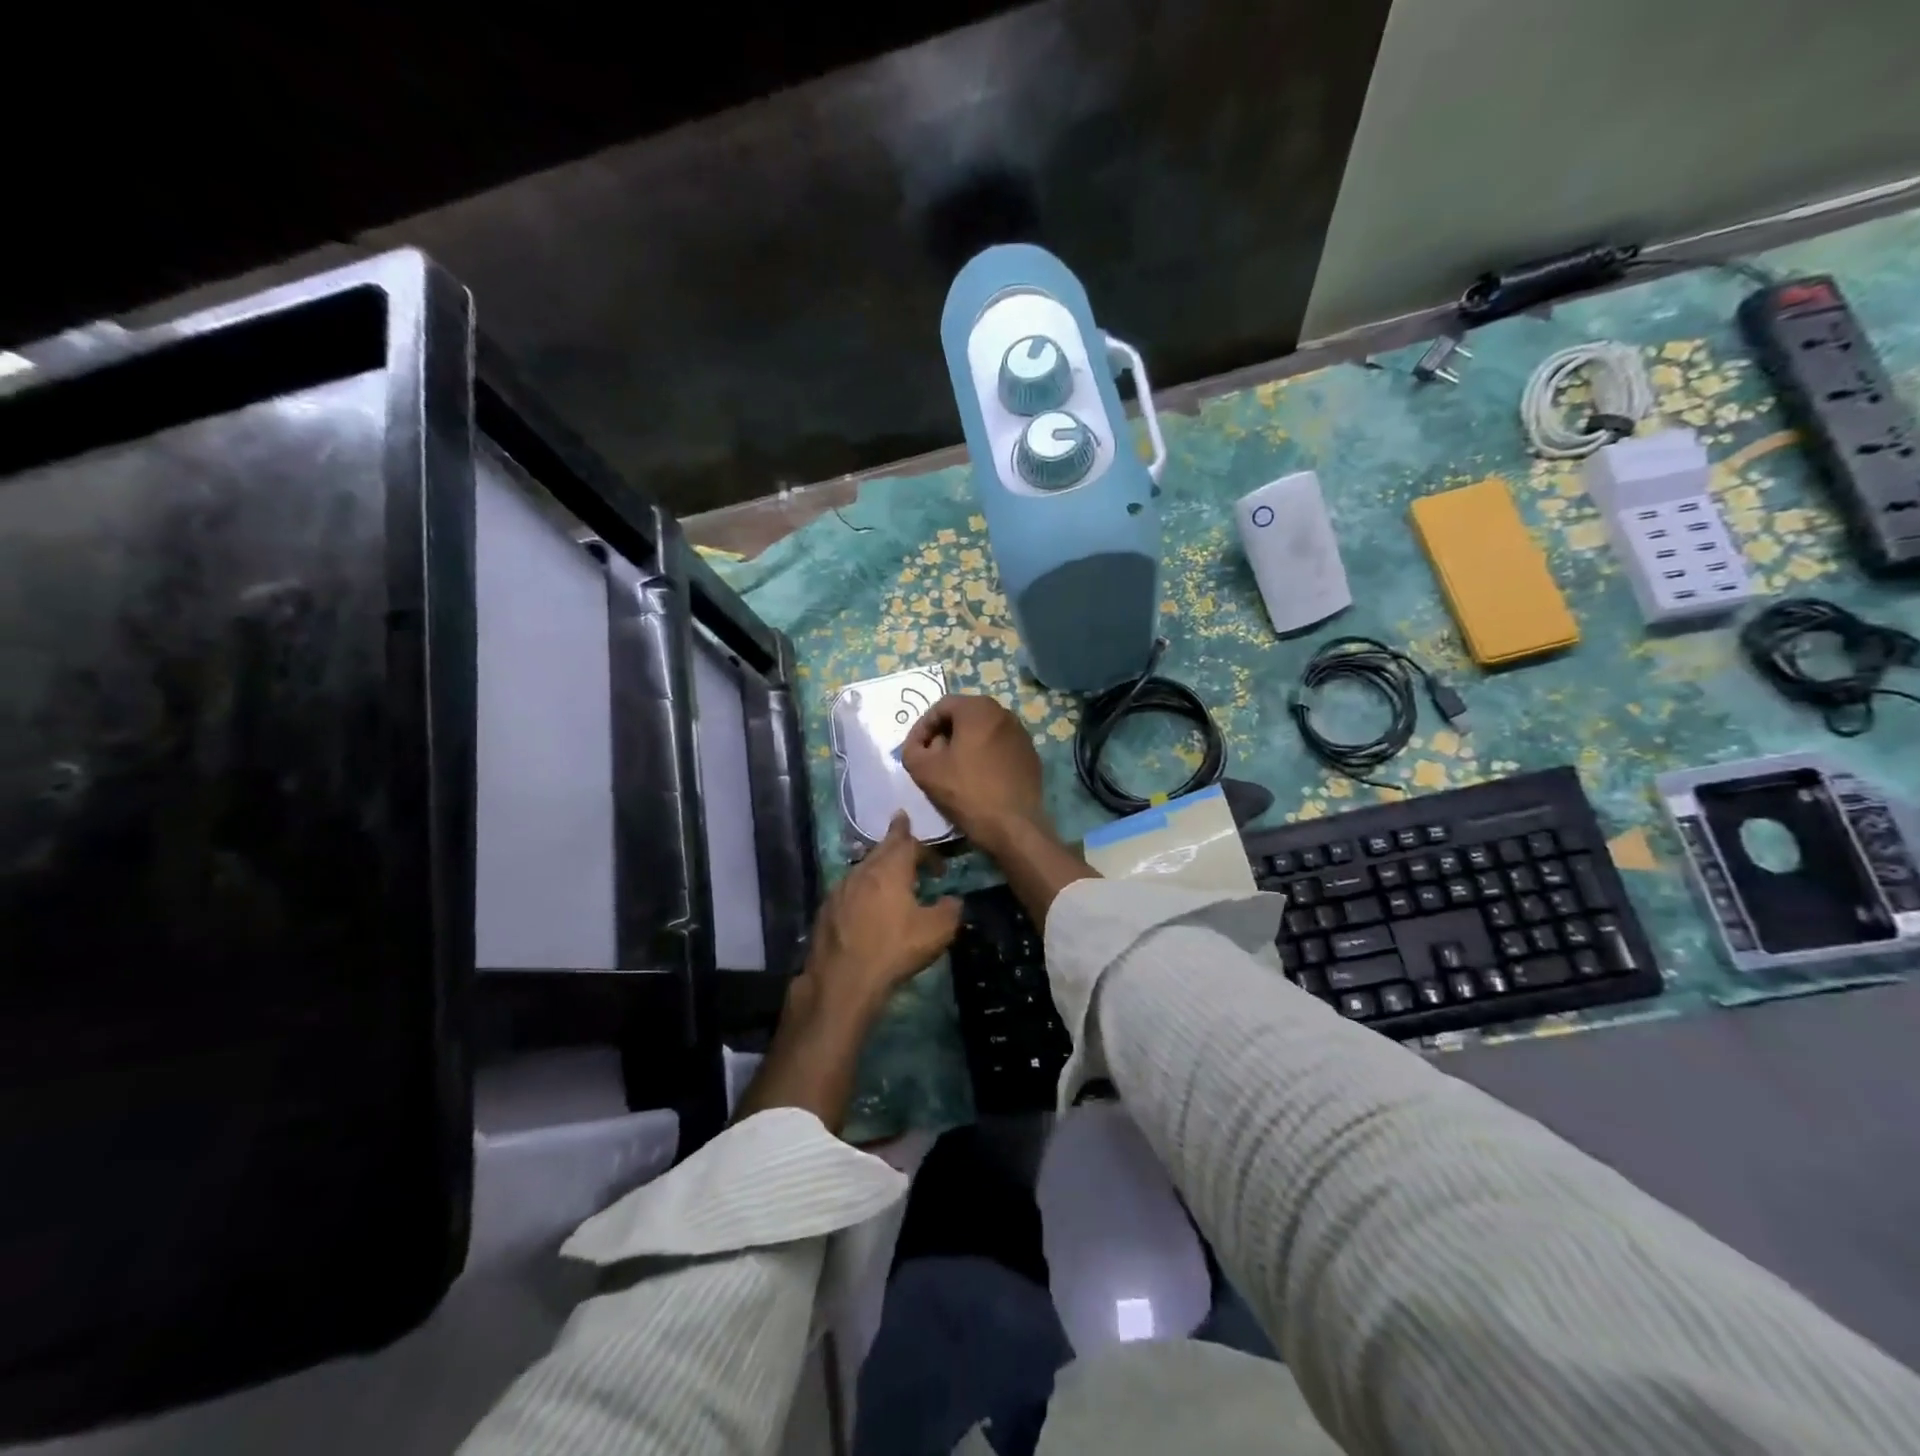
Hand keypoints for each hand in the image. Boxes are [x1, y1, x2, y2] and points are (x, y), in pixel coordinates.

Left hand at [805, 811, 962, 1018]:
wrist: (842, 981)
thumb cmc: (894, 949)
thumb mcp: (937, 931)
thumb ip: (950, 909)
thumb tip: (953, 900)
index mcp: (890, 869)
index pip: (908, 842)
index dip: (926, 849)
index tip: (938, 863)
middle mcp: (863, 870)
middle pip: (882, 848)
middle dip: (896, 840)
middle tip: (902, 829)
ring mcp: (840, 889)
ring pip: (863, 868)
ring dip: (878, 867)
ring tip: (889, 874)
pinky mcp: (825, 909)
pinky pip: (849, 889)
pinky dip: (862, 889)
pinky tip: (865, 905)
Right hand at [902, 695, 1048, 853]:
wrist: (1013, 825)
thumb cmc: (966, 791)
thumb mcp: (924, 770)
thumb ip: (912, 749)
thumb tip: (919, 746)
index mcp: (978, 709)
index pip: (941, 706)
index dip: (922, 727)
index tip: (915, 750)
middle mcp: (1004, 713)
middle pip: (964, 716)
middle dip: (943, 734)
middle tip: (931, 758)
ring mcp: (1021, 734)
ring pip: (983, 731)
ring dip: (964, 745)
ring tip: (952, 769)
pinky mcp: (1030, 754)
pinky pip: (1000, 747)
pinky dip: (984, 755)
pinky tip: (977, 778)